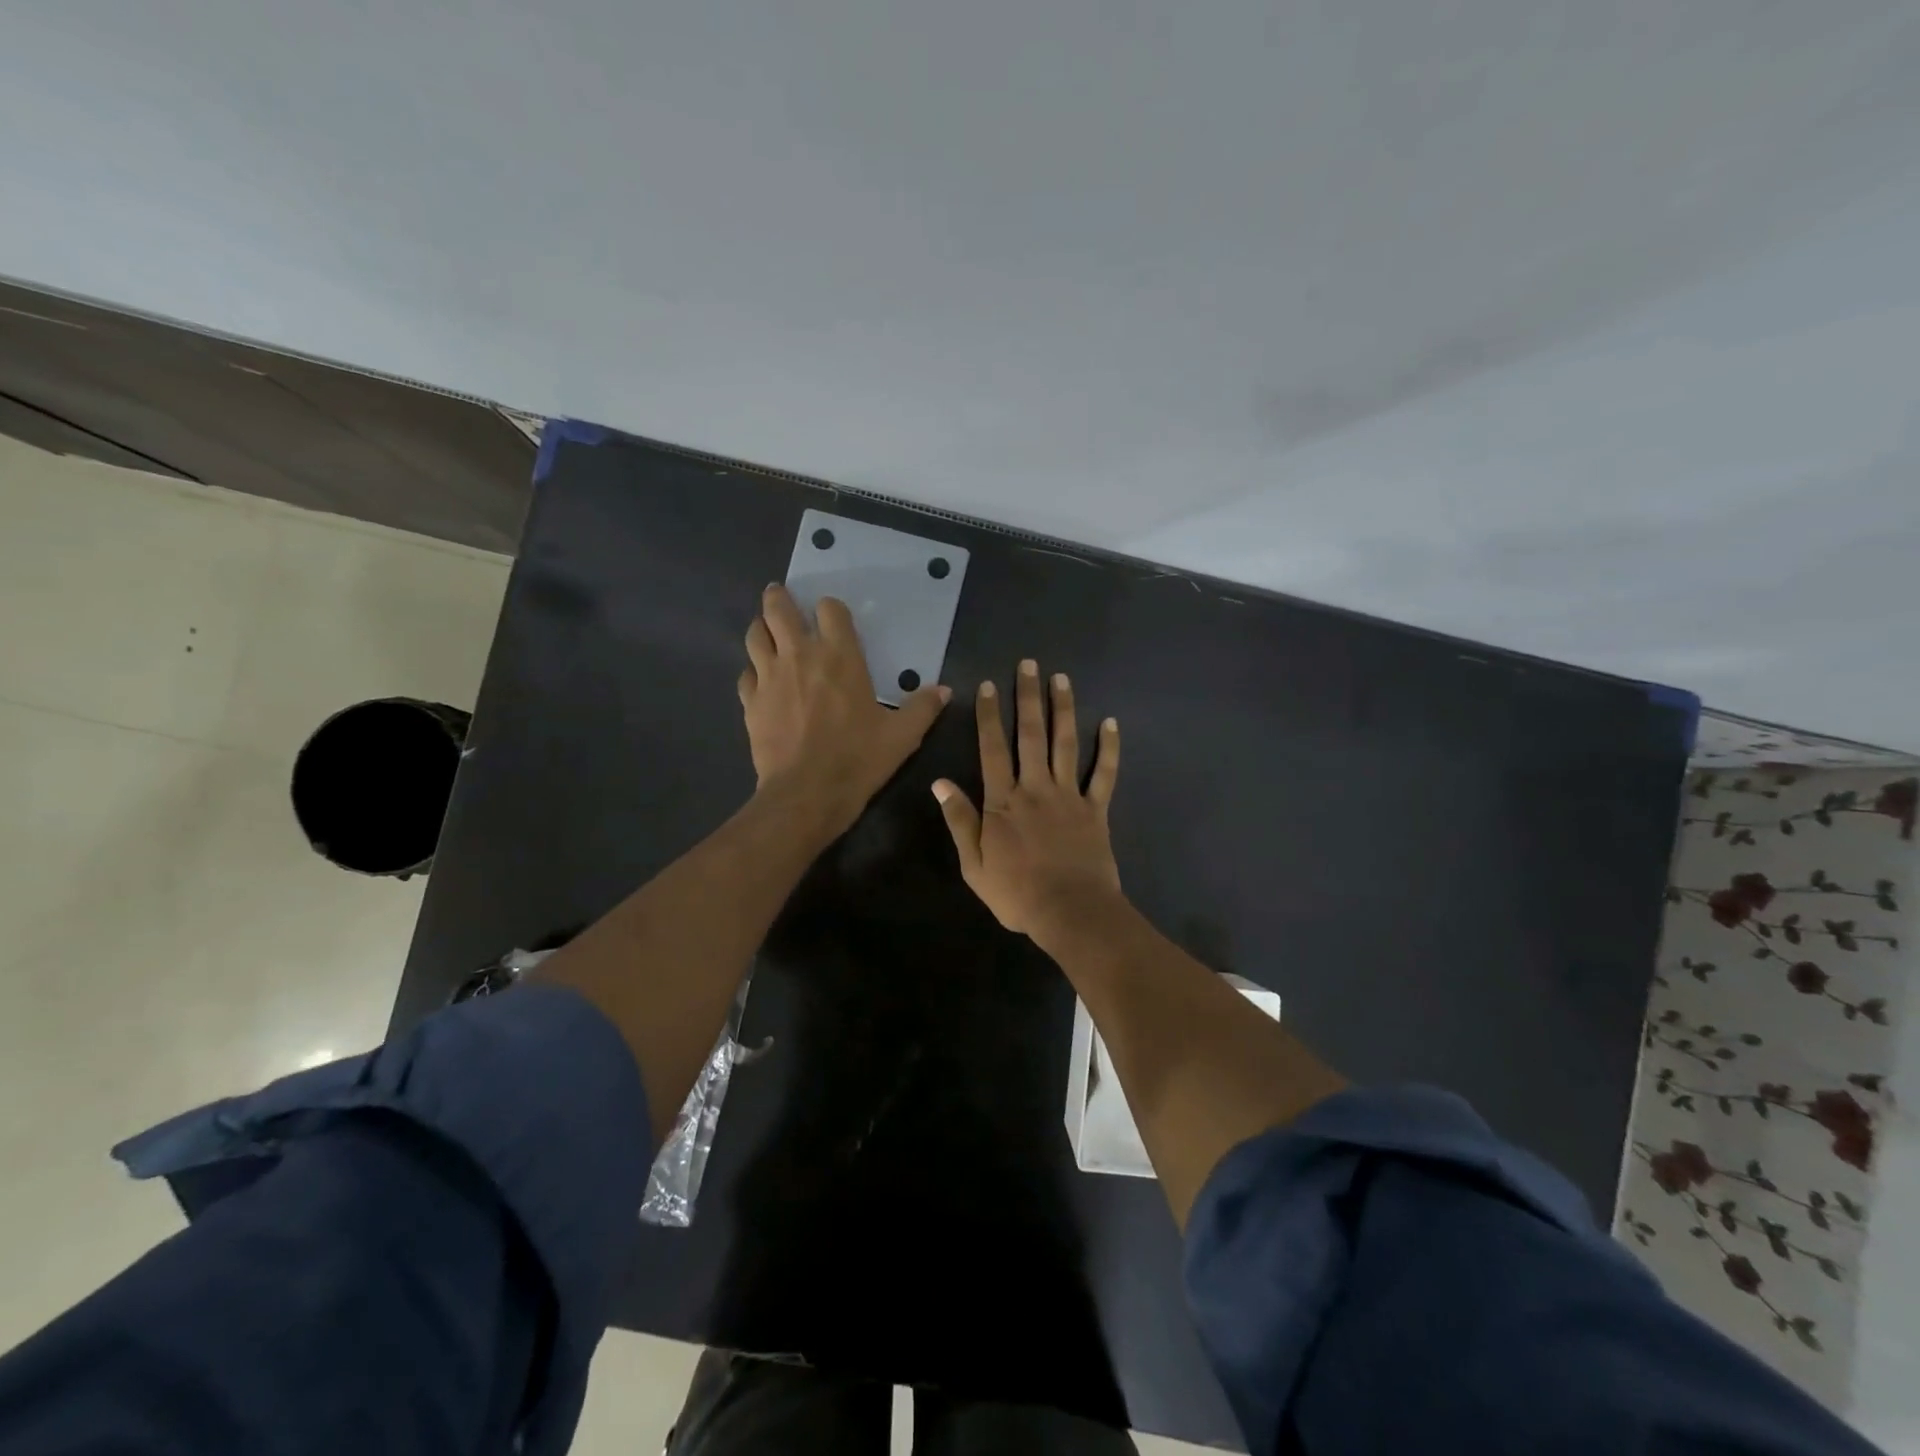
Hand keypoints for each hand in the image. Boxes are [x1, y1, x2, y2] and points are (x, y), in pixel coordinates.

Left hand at [739, 584, 950, 834]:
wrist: (807, 793)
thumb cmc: (858, 759)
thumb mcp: (902, 736)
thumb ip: (923, 708)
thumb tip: (945, 691)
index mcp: (840, 656)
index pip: (830, 609)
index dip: (831, 608)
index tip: (832, 616)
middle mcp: (800, 655)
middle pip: (779, 609)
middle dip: (780, 599)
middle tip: (781, 597)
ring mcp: (769, 677)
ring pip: (755, 635)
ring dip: (762, 628)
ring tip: (767, 631)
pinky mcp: (750, 702)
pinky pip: (746, 673)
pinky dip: (753, 670)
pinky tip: (760, 679)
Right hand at [932, 659, 1122, 943]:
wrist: (1070, 912)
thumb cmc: (1017, 893)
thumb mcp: (974, 864)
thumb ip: (960, 821)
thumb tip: (940, 783)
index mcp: (1003, 801)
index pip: (993, 748)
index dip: (990, 716)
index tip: (990, 686)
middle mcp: (1036, 788)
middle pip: (1031, 735)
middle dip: (1028, 697)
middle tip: (1029, 665)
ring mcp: (1069, 796)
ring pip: (1066, 744)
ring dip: (1064, 709)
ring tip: (1062, 679)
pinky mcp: (1096, 810)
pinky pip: (1103, 774)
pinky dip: (1108, 749)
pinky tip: (1111, 723)